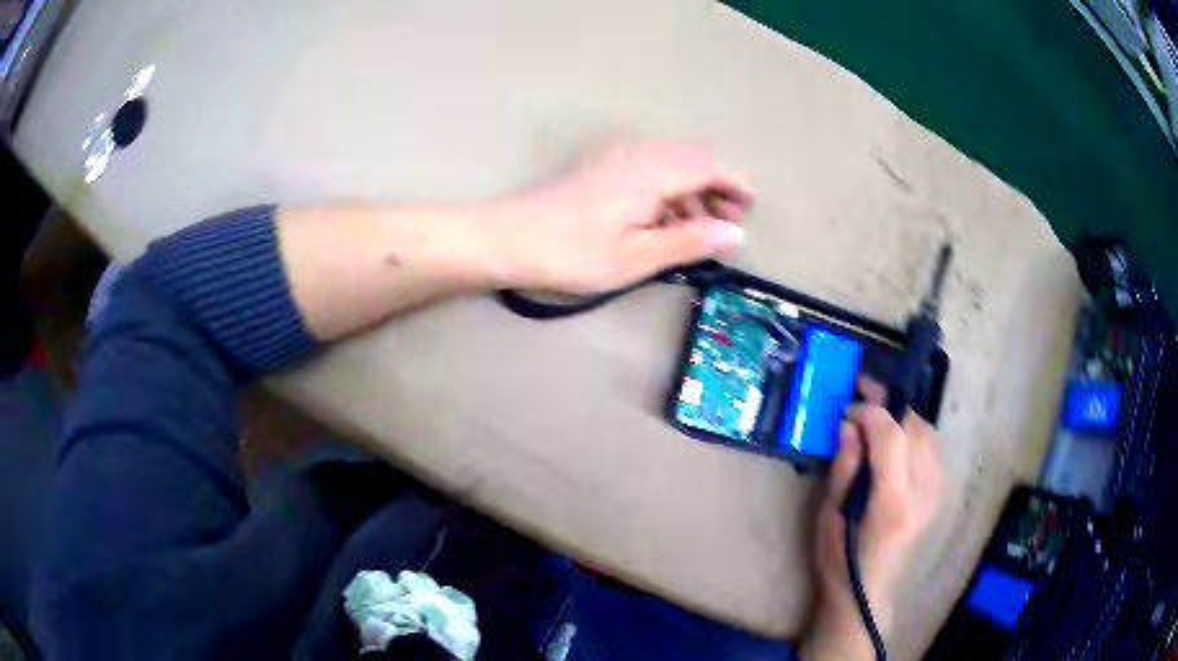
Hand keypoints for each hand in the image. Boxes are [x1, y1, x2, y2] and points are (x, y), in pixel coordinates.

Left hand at [489, 141, 752, 292]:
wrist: (509, 240)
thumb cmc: (573, 253)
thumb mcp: (638, 256)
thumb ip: (690, 241)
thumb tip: (736, 233)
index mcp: (652, 170)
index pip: (709, 165)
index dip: (735, 184)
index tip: (750, 208)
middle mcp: (638, 154)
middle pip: (692, 161)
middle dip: (716, 190)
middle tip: (727, 227)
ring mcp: (617, 158)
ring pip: (671, 167)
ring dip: (692, 195)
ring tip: (699, 234)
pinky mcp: (602, 169)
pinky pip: (649, 172)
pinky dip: (667, 194)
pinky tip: (662, 225)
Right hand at [800, 381, 943, 660]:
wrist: (868, 589)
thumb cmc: (840, 557)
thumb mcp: (829, 515)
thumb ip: (844, 468)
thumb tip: (849, 425)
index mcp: (893, 502)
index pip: (892, 437)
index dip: (870, 412)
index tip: (847, 410)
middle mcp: (923, 492)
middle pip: (914, 428)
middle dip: (887, 406)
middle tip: (861, 398)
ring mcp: (936, 492)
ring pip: (928, 433)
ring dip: (902, 419)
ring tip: (877, 420)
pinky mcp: (939, 492)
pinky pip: (932, 446)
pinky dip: (914, 433)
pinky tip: (895, 441)